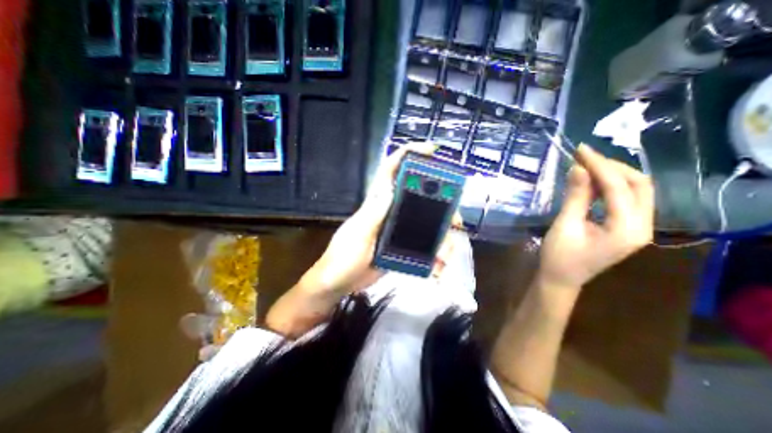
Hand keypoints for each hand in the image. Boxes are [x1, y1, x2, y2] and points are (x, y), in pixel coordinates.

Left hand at [308, 142, 439, 293]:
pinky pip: (423, 244)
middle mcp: (390, 211)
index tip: (431, 150)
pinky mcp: (401, 245)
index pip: (391, 171)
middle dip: (442, 206)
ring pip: (426, 223)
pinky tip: (437, 266)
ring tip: (445, 256)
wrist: (339, 283)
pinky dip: (433, 255)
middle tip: (455, 221)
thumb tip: (391, 188)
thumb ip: (373, 214)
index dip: (409, 155)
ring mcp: (397, 229)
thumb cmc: (343, 258)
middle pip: (420, 198)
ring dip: (441, 237)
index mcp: (377, 203)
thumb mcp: (359, 235)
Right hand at [538, 145, 650, 290]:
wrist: (561, 278)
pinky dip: (610, 186)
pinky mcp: (627, 227)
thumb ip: (575, 197)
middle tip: (585, 156)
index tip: (581, 150)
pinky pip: (626, 199)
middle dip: (612, 167)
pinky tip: (592, 181)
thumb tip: (577, 168)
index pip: (620, 187)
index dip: (600, 166)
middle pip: (639, 185)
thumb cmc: (559, 256)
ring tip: (587, 164)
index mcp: (627, 229)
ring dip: (613, 174)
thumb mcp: (565, 225)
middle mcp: (642, 227)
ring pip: (636, 190)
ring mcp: (637, 228)